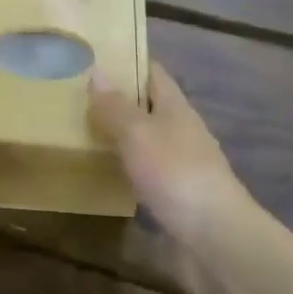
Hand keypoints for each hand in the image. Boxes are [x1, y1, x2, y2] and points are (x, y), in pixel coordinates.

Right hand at [89, 63, 248, 247]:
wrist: (215, 236)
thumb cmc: (175, 173)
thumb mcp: (138, 133)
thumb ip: (116, 106)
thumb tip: (98, 71)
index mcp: (176, 107)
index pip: (153, 73)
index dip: (129, 62)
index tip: (96, 57)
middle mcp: (182, 130)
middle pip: (149, 106)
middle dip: (119, 99)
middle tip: (78, 96)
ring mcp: (182, 164)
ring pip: (147, 139)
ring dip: (121, 134)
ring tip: (83, 131)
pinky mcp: (178, 195)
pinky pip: (147, 170)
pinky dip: (127, 166)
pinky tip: (106, 172)